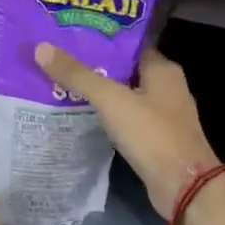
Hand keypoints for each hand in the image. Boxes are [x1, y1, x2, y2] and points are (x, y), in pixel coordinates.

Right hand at [35, 43, 219, 217]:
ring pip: (124, 97)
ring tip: (61, 85)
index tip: (69, 37)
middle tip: (58, 60)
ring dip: (99, 93)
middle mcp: (166, 88)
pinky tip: (80, 116)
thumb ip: (78, 75)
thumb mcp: (111, 100)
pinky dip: (106, 117)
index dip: (101, 39)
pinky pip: (126, 120)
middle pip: (124, 70)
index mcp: (163, 70)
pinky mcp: (155, 140)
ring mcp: (162, 116)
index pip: (129, 45)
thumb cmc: (152, 134)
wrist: (183, 186)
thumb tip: (41, 48)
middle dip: (94, 66)